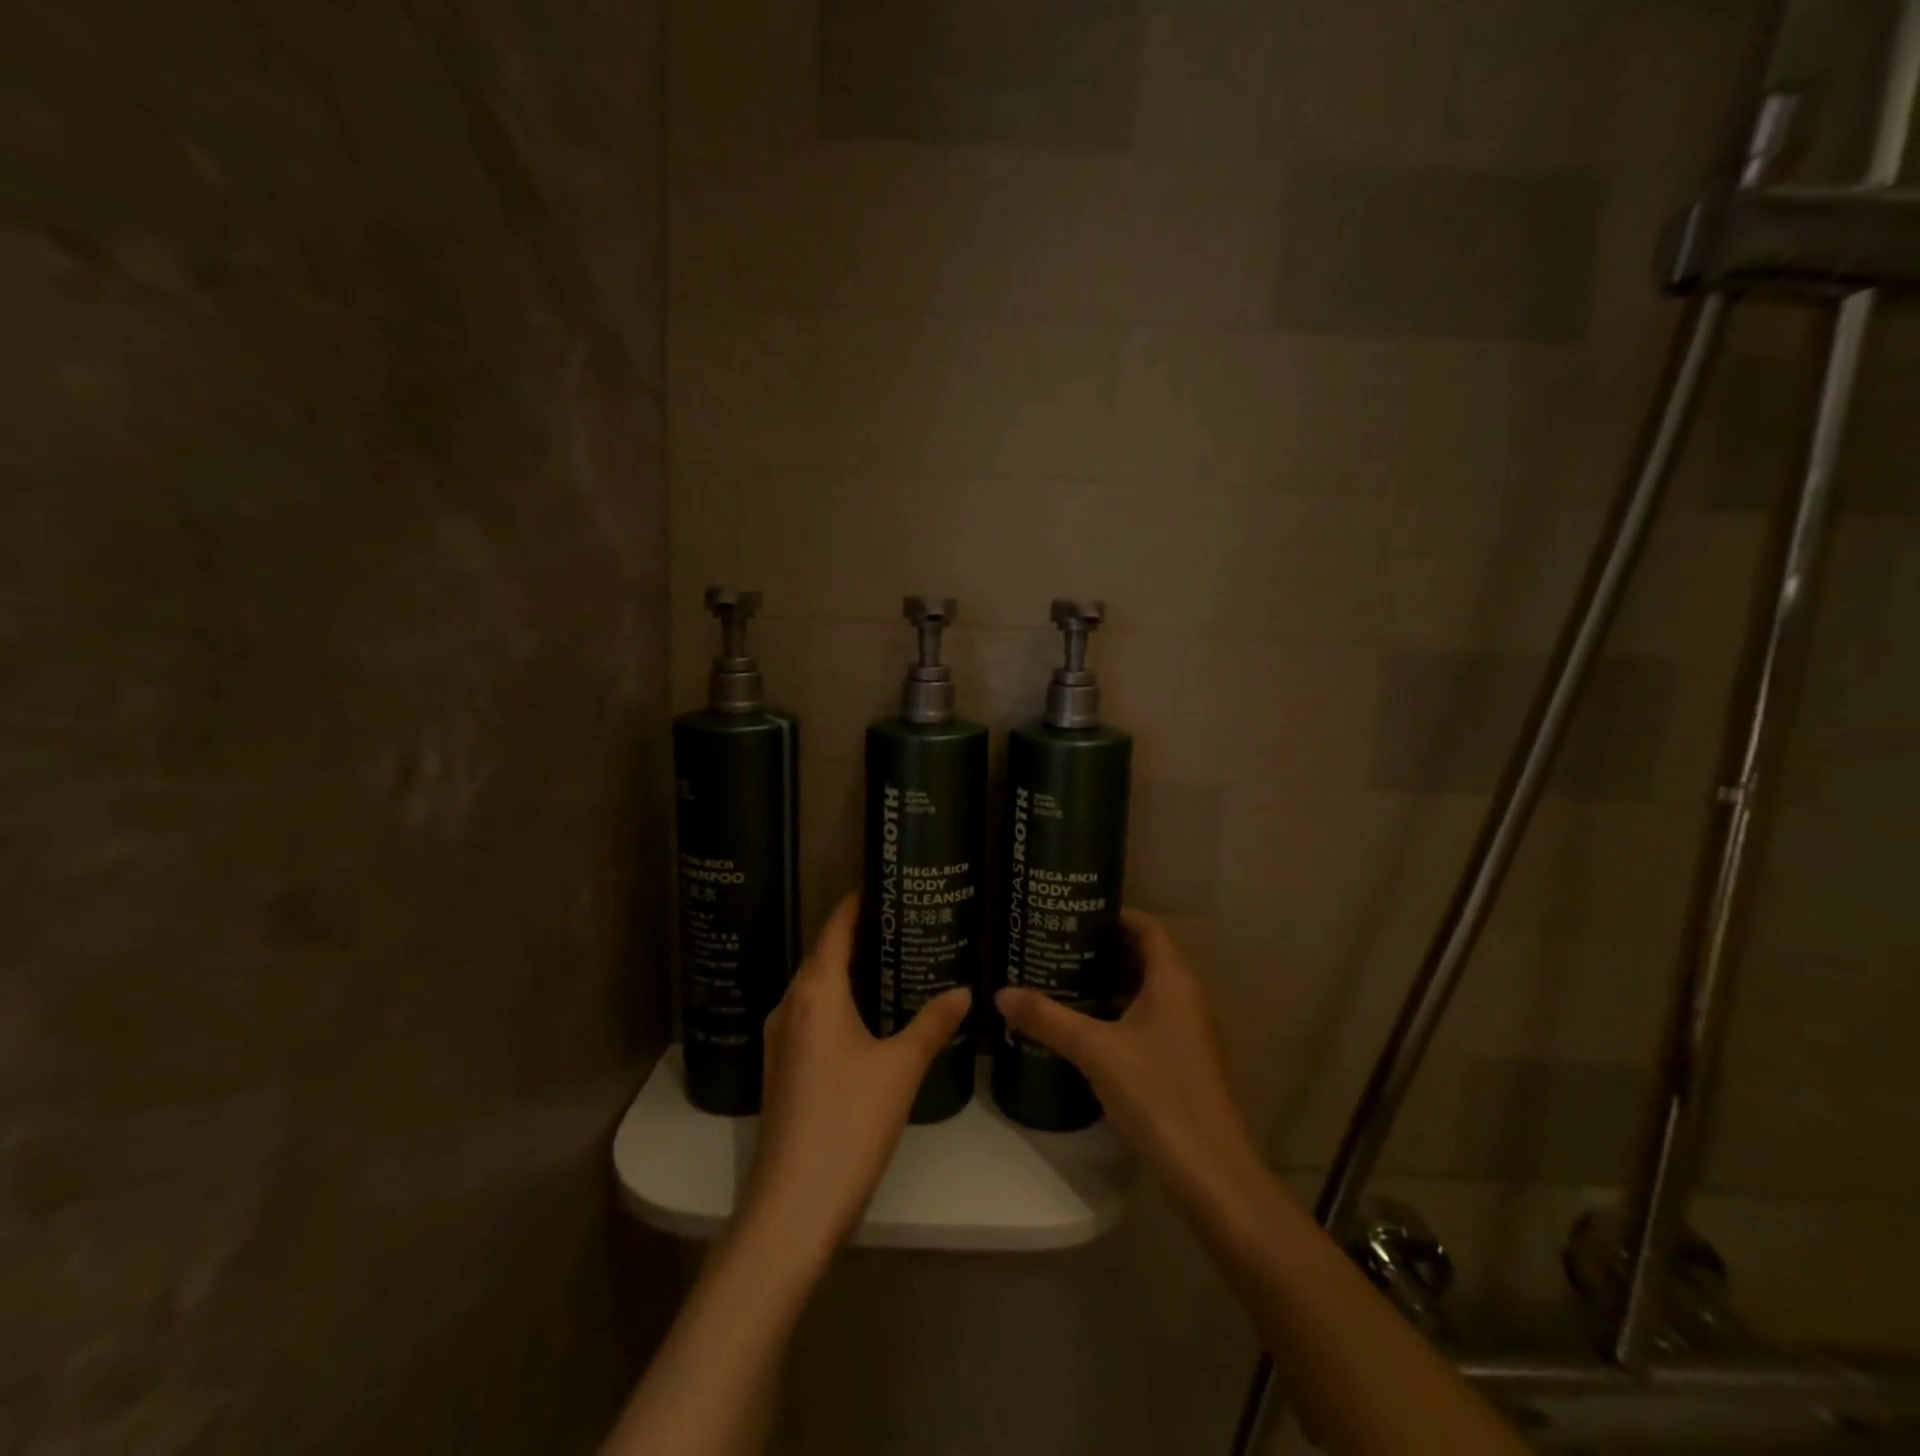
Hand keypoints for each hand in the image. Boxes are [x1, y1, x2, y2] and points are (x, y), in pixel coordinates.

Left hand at [743, 893, 971, 1256]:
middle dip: (860, 934)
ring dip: (850, 969)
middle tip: (905, 920)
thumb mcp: (901, 1068)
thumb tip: (964, 991)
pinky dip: (840, 1000)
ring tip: (894, 959)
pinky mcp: (783, 1067)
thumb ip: (933, 1023)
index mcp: (815, 991)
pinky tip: (870, 1014)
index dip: (857, 902)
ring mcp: (781, 1038)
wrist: (793, 1206)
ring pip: (818, 987)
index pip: (835, 928)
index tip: (885, 882)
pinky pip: (813, 1014)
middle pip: (825, 954)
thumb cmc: (849, 1122)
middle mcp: (790, 1004)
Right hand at [995, 909, 1261, 1205]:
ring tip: (1065, 980)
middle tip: (1060, 944)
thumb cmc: (1157, 1094)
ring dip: (1112, 982)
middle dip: (1105, 948)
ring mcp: (1189, 1031)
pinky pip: (1151, 1018)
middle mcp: (1186, 997)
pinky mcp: (1185, 1060)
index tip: (1075, 913)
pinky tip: (1087, 1028)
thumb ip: (1048, 1019)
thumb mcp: (1095, 1051)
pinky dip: (1121, 1012)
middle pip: (1146, 956)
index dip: (1114, 915)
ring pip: (1148, 990)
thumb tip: (1000, 994)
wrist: (1211, 1171)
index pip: (1147, 927)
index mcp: (1172, 980)